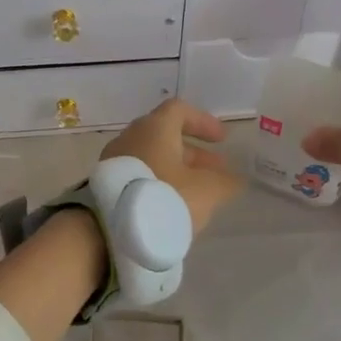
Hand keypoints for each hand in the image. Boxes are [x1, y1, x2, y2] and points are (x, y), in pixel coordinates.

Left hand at [101, 99, 243, 234]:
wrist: (111, 230)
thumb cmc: (164, 198)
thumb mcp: (206, 191)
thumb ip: (225, 182)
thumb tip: (234, 180)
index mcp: (154, 129)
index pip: (179, 110)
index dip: (203, 122)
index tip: (222, 140)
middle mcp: (130, 138)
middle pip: (165, 136)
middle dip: (194, 153)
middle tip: (216, 172)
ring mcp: (114, 161)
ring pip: (152, 158)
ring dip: (177, 170)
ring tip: (197, 193)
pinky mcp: (106, 184)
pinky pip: (138, 175)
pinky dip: (158, 183)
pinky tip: (170, 205)